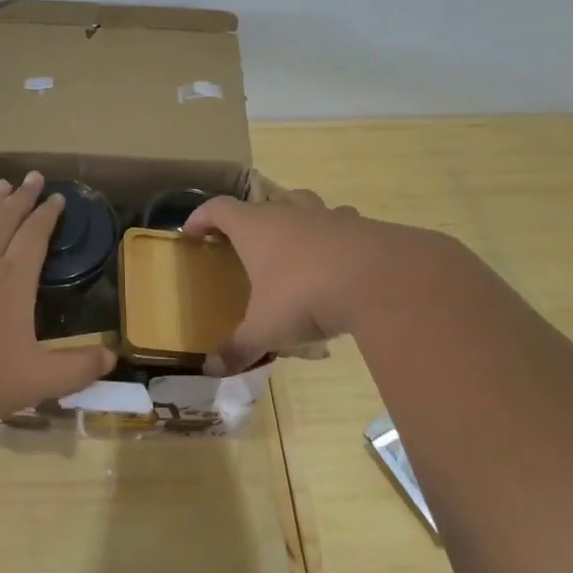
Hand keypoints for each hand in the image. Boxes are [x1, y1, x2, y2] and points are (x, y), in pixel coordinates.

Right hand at [182, 188, 452, 374]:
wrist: (381, 280)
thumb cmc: (305, 296)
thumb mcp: (265, 329)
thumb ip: (238, 348)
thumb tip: (210, 370)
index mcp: (256, 227)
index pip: (218, 208)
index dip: (201, 217)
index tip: (191, 233)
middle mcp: (289, 212)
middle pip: (263, 202)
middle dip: (250, 219)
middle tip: (245, 244)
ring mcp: (328, 216)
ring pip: (304, 205)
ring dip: (293, 220)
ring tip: (291, 247)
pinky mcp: (362, 227)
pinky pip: (340, 225)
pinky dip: (332, 237)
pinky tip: (336, 262)